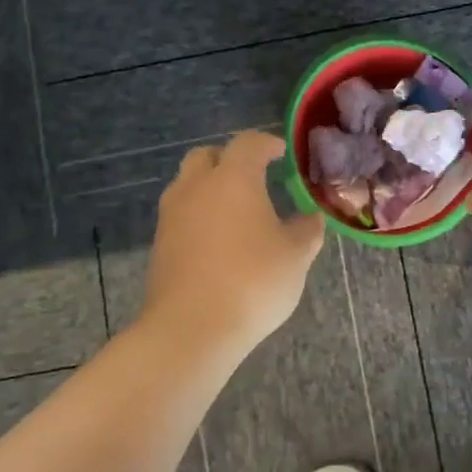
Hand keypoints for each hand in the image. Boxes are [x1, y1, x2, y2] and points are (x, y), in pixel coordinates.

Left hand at [142, 131, 324, 355]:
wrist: (192, 328)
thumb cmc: (253, 281)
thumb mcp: (296, 256)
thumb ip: (307, 230)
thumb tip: (311, 218)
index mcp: (233, 179)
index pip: (248, 143)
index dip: (266, 143)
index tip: (281, 153)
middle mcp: (196, 187)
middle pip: (206, 156)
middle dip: (229, 159)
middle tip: (253, 176)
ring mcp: (172, 216)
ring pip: (188, 185)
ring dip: (209, 188)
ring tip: (235, 211)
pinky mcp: (159, 245)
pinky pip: (180, 216)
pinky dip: (198, 217)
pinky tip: (218, 242)